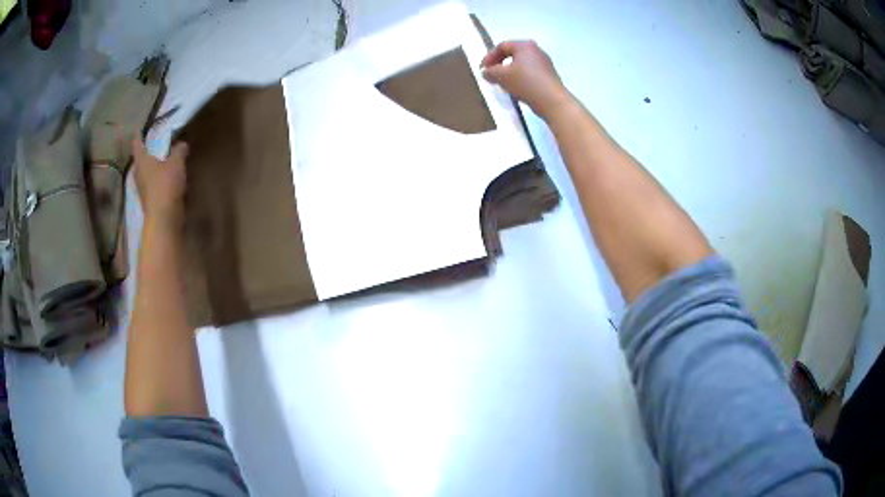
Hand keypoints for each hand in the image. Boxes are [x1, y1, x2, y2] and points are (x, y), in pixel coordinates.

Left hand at [132, 138, 188, 223]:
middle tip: (152, 146)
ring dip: (151, 168)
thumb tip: (182, 144)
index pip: (137, 144)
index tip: (139, 129)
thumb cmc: (166, 185)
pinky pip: (152, 185)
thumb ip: (179, 151)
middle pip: (140, 161)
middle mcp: (138, 174)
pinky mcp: (149, 200)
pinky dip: (157, 180)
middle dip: (145, 154)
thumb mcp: (177, 162)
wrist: (164, 218)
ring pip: (145, 174)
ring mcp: (143, 189)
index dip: (138, 136)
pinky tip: (165, 179)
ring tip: (161, 162)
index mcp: (142, 161)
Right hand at [480, 40, 571, 119]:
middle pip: (512, 53)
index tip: (482, 69)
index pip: (502, 46)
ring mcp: (544, 62)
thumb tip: (486, 72)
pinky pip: (529, 72)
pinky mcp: (549, 74)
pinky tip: (516, 87)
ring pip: (521, 63)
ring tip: (502, 82)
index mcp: (524, 45)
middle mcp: (536, 50)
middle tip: (491, 73)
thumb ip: (490, 71)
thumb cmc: (526, 83)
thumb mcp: (502, 76)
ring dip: (509, 71)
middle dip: (499, 63)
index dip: (489, 56)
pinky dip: (519, 76)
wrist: (552, 101)